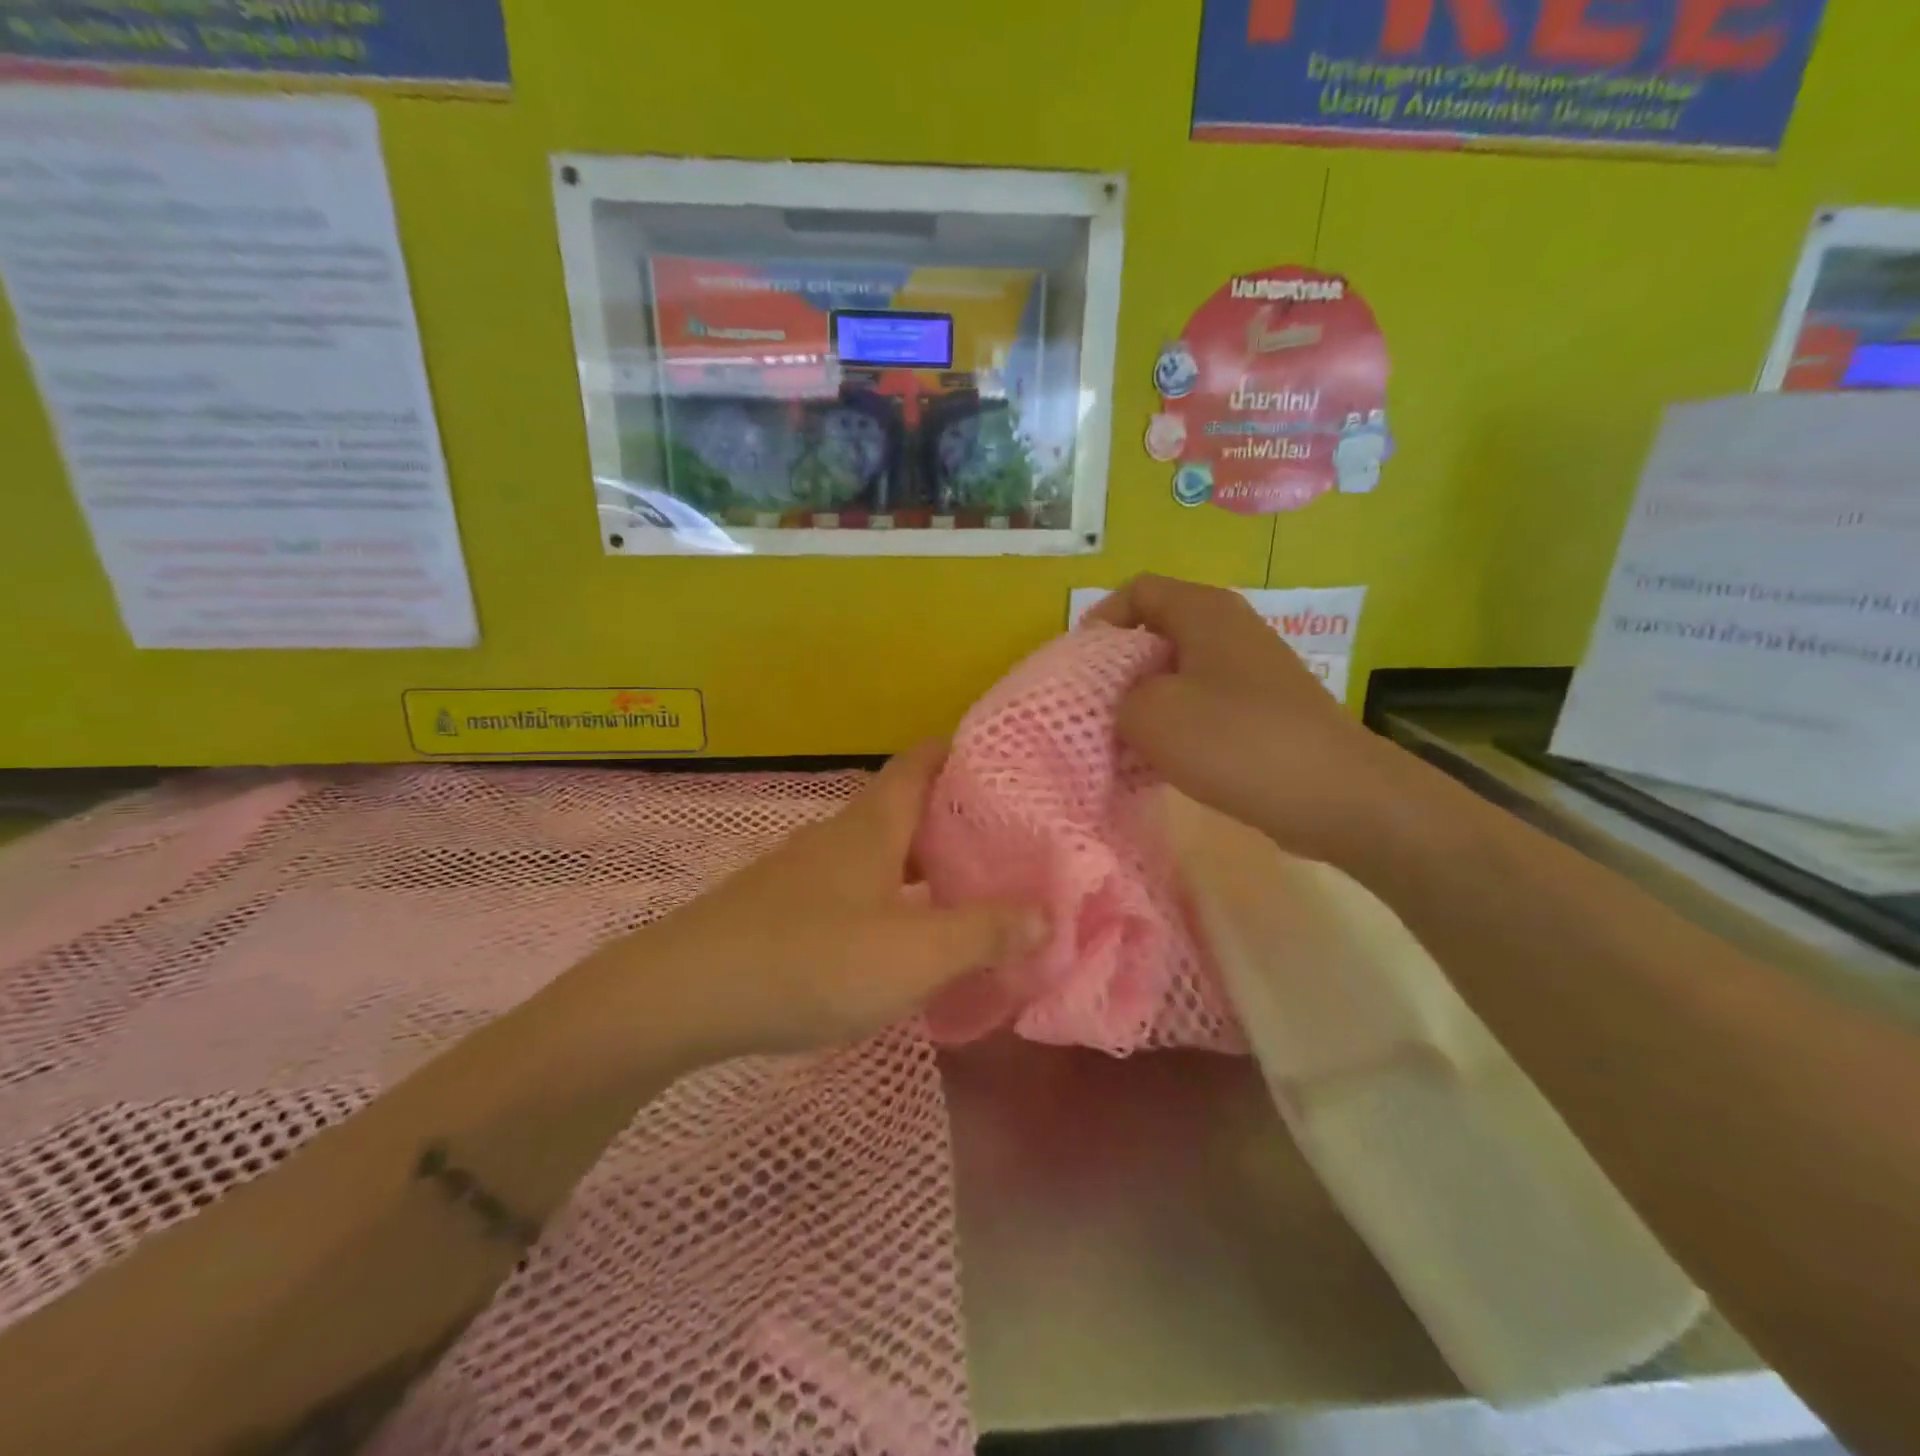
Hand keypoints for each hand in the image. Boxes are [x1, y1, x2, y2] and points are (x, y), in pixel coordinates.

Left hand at [637, 743, 1046, 1058]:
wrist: (683, 996)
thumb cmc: (810, 960)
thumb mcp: (912, 954)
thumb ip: (984, 932)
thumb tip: (1049, 913)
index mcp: (873, 824)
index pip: (923, 761)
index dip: (964, 752)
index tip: (1010, 766)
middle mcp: (840, 835)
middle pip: (906, 806)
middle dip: (957, 816)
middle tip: (1010, 839)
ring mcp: (808, 871)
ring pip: (880, 850)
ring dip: (924, 861)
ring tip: (971, 887)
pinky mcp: (786, 908)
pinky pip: (856, 887)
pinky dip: (892, 896)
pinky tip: (905, 935)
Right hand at [1089, 575, 1398, 864]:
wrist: (1336, 795)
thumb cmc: (1235, 740)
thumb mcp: (1150, 715)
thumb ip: (1115, 697)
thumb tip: (1124, 702)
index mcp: (1203, 610)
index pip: (1137, 591)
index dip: (1100, 622)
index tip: (1079, 668)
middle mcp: (1230, 629)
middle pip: (1155, 633)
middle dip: (1118, 670)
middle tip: (1094, 710)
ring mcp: (1250, 671)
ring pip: (1177, 674)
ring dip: (1146, 704)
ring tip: (1123, 742)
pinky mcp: (1262, 710)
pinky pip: (1203, 705)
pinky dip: (1177, 726)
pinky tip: (1162, 763)